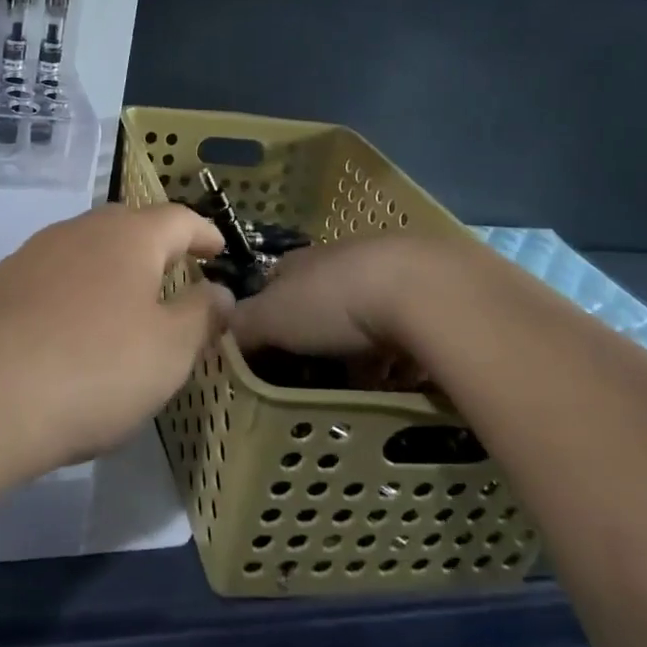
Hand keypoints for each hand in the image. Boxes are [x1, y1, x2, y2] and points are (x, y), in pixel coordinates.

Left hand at [0, 204, 231, 477]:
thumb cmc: (94, 369)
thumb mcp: (169, 351)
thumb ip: (202, 315)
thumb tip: (220, 292)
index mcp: (128, 236)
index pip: (178, 218)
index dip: (203, 233)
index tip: (218, 250)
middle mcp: (80, 230)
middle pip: (129, 225)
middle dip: (157, 247)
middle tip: (177, 275)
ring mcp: (34, 253)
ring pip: (88, 248)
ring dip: (114, 268)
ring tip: (128, 303)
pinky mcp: (1, 284)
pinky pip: (55, 275)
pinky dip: (78, 290)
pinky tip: (75, 326)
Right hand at [229, 233, 447, 360]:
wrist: (422, 292)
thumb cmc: (335, 302)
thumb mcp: (273, 318)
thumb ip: (242, 326)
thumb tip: (216, 334)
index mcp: (301, 262)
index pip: (274, 282)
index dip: (268, 314)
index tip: (268, 350)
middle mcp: (342, 259)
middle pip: (322, 300)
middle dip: (319, 336)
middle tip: (318, 377)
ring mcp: (388, 273)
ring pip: (367, 316)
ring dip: (364, 348)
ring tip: (366, 387)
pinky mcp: (430, 295)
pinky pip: (408, 331)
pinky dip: (402, 355)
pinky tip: (404, 380)